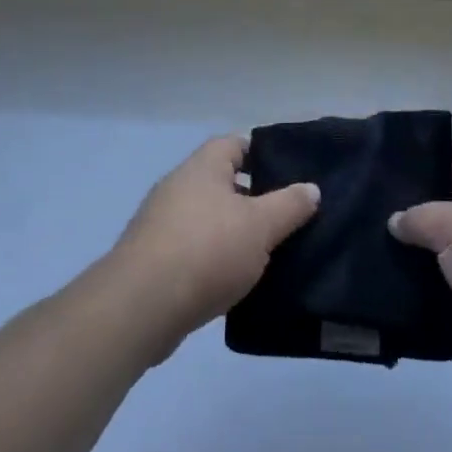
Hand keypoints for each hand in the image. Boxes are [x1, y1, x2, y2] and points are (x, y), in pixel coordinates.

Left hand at [109, 135, 320, 360]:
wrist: (140, 307)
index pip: (235, 144)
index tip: (290, 175)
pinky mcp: (153, 260)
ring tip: (267, 253)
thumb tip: (311, 189)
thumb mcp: (261, 226)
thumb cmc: (206, 251)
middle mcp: (178, 187)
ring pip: (209, 219)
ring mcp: (161, 223)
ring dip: (233, 233)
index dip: (263, 154)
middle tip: (286, 218)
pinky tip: (235, 281)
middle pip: (223, 182)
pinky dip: (214, 260)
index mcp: (203, 167)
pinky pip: (193, 250)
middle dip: (253, 199)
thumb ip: (290, 205)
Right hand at [389, 142, 451, 388]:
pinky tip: (388, 281)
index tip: (390, 155)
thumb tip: (396, 220)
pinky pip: (445, 283)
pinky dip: (422, 284)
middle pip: (448, 201)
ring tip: (370, 243)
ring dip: (415, 249)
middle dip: (413, 203)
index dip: (429, 150)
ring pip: (443, 245)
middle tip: (369, 202)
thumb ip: (420, 217)